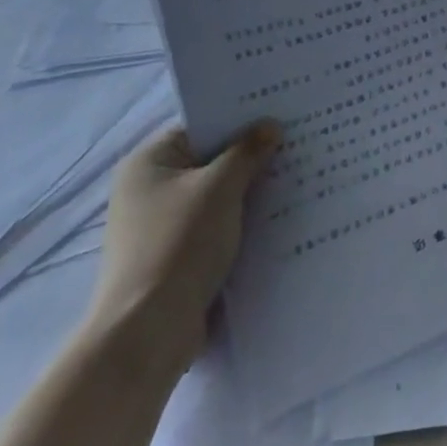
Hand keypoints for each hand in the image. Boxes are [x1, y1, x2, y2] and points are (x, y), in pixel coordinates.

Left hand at [86, 120, 278, 371]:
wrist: (148, 331)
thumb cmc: (179, 244)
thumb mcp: (220, 188)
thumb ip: (247, 152)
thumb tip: (270, 126)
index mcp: (149, 162)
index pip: (201, 126)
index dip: (241, 119)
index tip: (282, 114)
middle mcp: (150, 189)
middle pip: (211, 161)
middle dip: (251, 156)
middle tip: (298, 142)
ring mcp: (162, 225)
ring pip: (217, 196)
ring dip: (250, 191)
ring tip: (298, 176)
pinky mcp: (177, 256)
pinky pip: (217, 226)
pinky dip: (243, 221)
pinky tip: (280, 217)